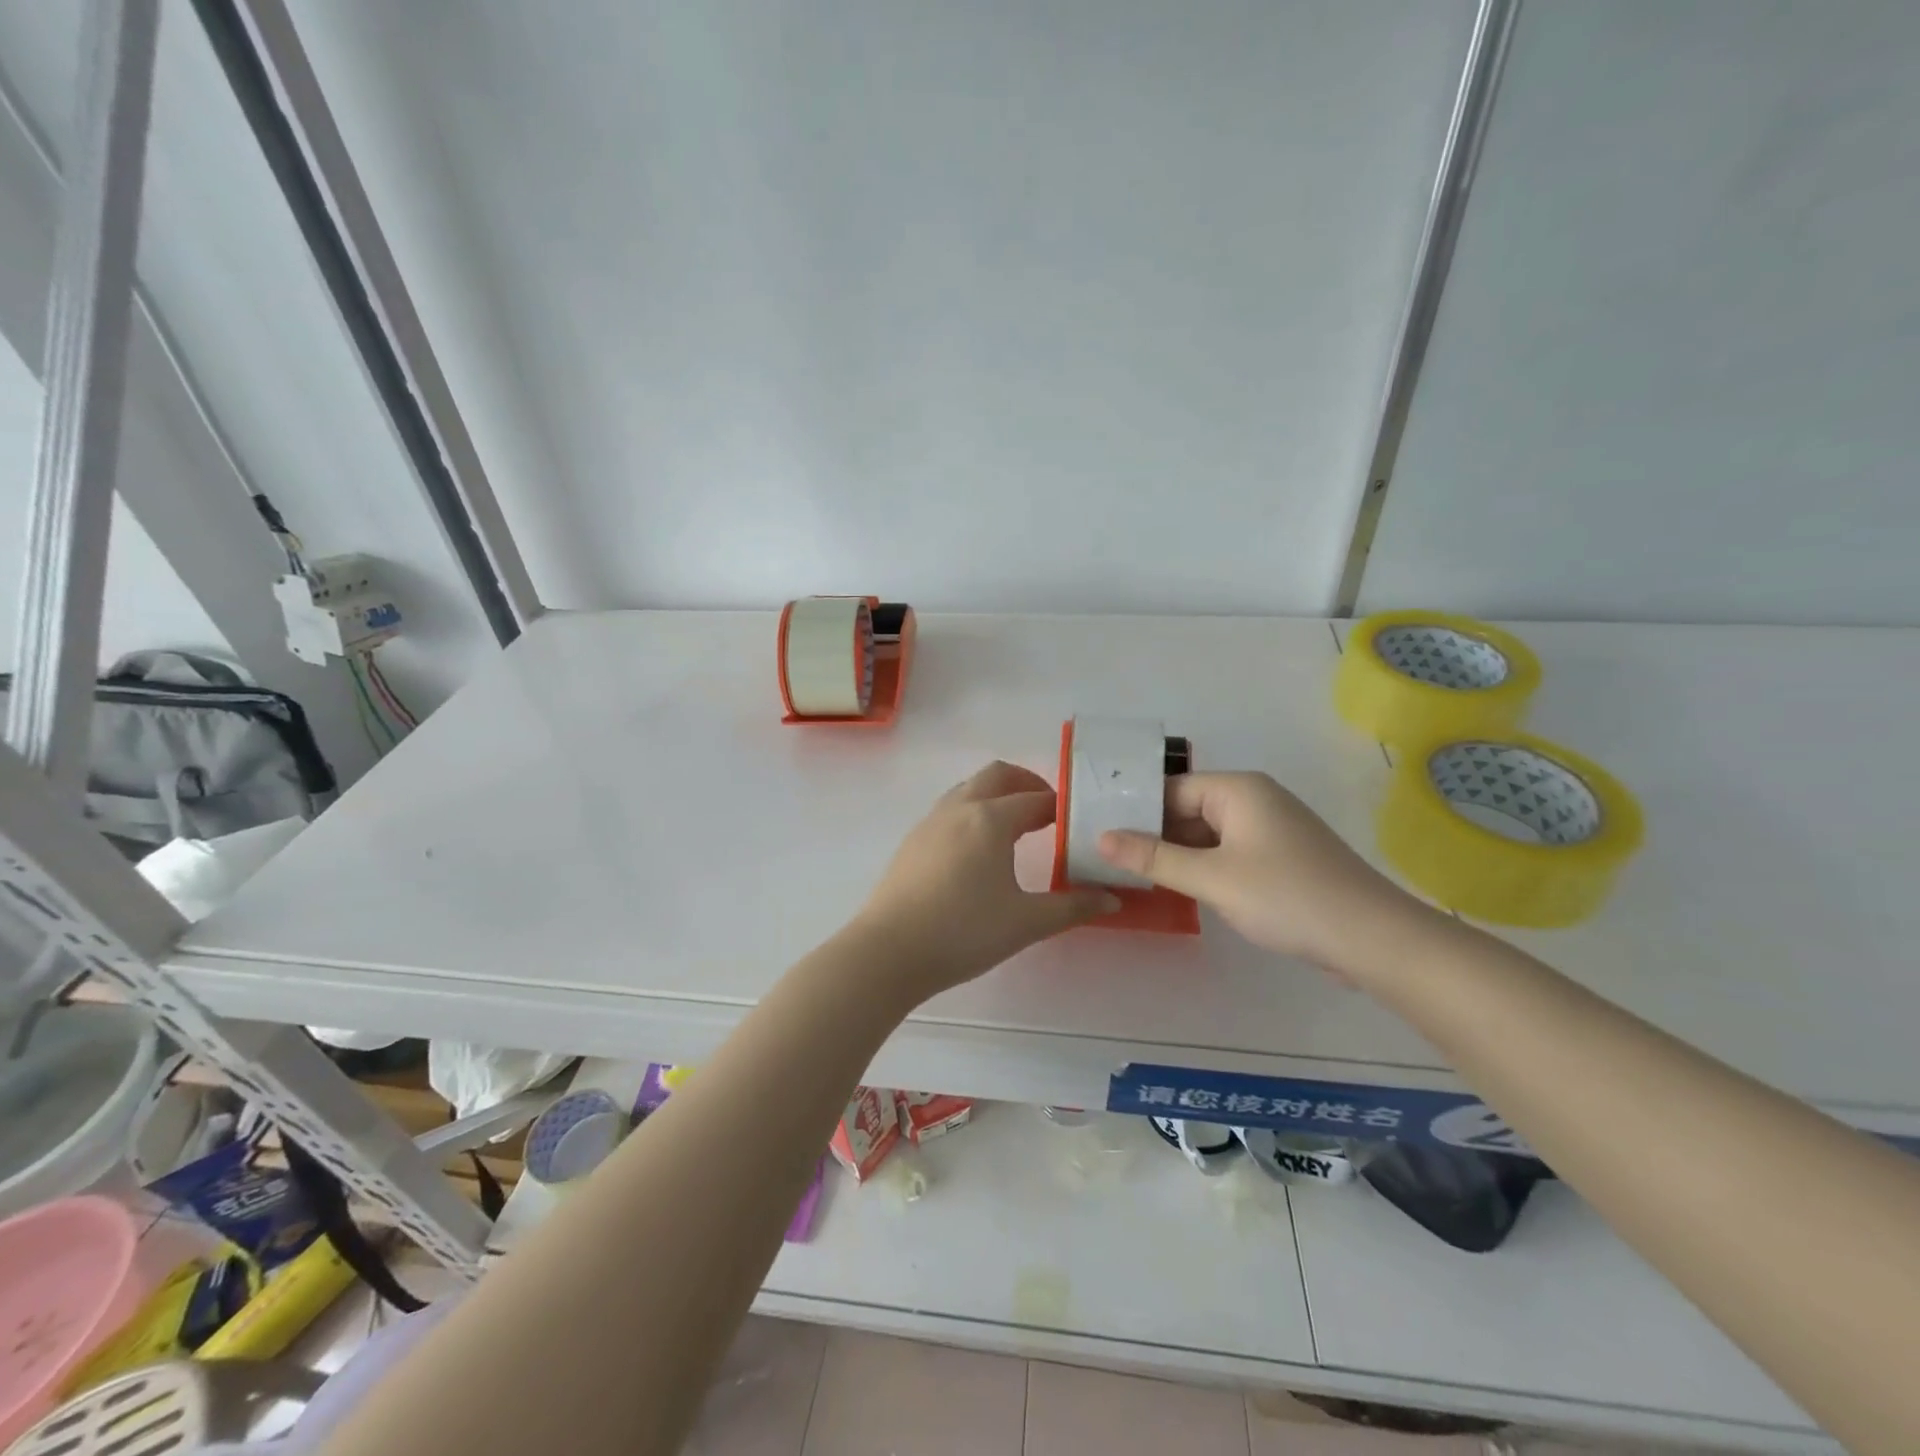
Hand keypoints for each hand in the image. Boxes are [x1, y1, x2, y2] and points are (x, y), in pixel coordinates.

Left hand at [854, 762, 1118, 1000]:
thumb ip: (1072, 907)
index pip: (1035, 799)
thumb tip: (1111, 899)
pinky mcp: (912, 841)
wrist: (888, 951)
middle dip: (1027, 784)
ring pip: (969, 789)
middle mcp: (959, 809)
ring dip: (996, 796)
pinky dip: (973, 812)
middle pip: (998, 776)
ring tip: (1016, 828)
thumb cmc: (963, 932)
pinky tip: (978, 851)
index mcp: (990, 819)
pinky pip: (950, 810)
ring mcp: (930, 822)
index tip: (1077, 822)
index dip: (1060, 807)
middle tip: (1048, 810)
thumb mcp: (1026, 922)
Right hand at [1096, 771, 1428, 971]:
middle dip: (1153, 835)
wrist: (1374, 939)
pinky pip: (1229, 853)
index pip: (1171, 789)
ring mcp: (1271, 830)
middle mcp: (1255, 800)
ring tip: (1134, 877)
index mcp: (1238, 790)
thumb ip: (1154, 858)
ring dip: (1178, 855)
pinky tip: (1181, 890)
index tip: (1099, 834)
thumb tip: (1100, 838)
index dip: (1135, 811)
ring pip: (1208, 835)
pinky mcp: (1282, 859)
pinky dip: (1204, 868)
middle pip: (1188, 810)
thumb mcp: (1212, 878)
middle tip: (1109, 860)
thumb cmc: (1287, 897)